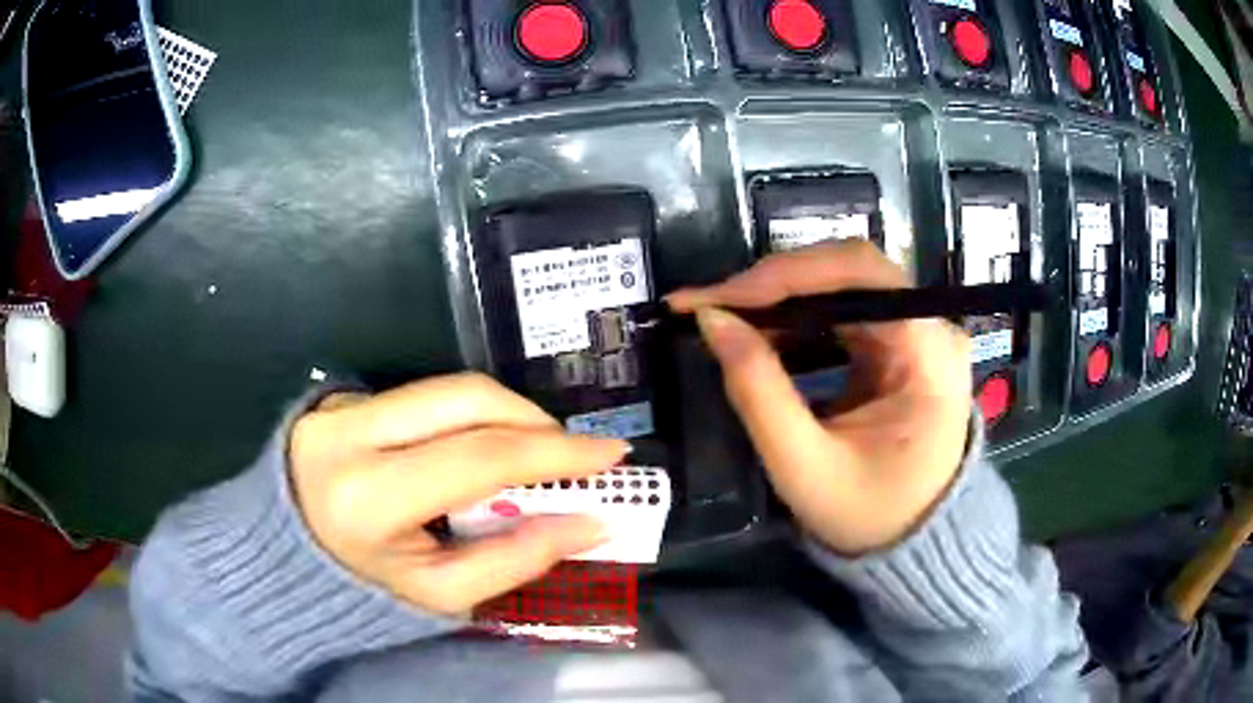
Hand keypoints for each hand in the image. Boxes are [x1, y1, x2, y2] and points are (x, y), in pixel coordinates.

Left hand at [288, 373, 628, 615]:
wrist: (288, 559)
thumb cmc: (365, 589)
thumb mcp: (440, 593)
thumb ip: (517, 560)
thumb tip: (591, 522)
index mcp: (368, 498)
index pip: (477, 458)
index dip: (553, 452)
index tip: (610, 454)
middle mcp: (349, 435)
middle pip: (464, 399)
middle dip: (532, 420)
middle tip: (571, 451)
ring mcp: (342, 408)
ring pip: (447, 388)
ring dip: (503, 414)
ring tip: (530, 452)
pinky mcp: (344, 398)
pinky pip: (424, 397)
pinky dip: (466, 417)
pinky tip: (476, 448)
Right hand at [668, 240, 972, 554]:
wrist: (913, 542)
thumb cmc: (868, 514)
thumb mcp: (804, 465)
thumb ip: (757, 390)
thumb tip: (711, 319)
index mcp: (929, 352)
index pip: (859, 275)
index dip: (782, 275)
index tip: (712, 298)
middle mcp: (933, 326)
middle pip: (850, 269)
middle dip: (775, 283)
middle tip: (711, 306)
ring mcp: (919, 331)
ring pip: (844, 282)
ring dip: (781, 295)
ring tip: (726, 317)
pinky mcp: (901, 342)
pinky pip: (845, 309)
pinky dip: (797, 315)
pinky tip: (763, 331)